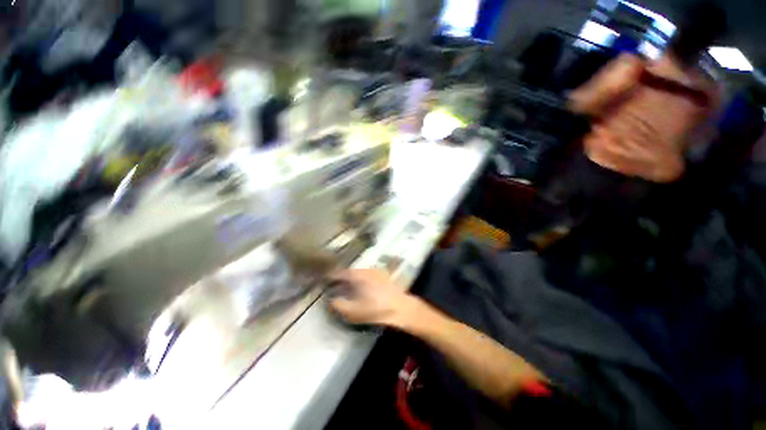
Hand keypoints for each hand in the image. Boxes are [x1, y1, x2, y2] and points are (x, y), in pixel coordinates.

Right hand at [328, 269, 418, 327]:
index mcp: (358, 275)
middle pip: (350, 271)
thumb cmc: (375, 309)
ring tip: (348, 285)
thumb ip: (339, 304)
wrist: (401, 308)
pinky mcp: (384, 275)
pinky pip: (368, 274)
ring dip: (353, 277)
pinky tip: (363, 286)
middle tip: (336, 283)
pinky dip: (362, 278)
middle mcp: (366, 269)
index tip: (325, 279)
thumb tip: (330, 299)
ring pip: (360, 272)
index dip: (331, 276)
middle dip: (343, 276)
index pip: (341, 272)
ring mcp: (376, 271)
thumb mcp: (353, 311)